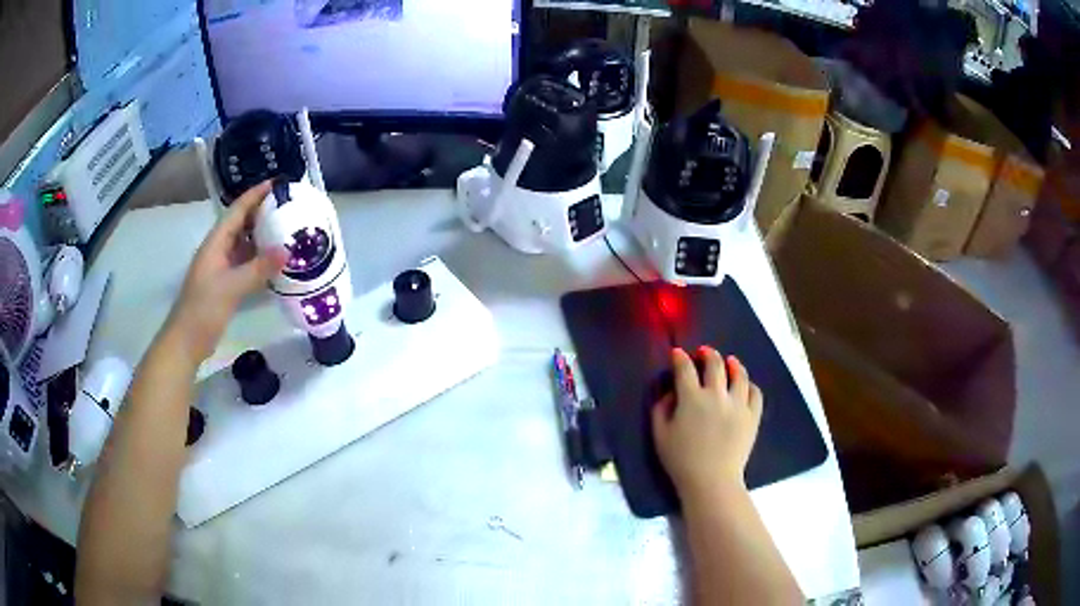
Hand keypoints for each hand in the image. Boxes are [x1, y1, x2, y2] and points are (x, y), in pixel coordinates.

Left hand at [166, 182, 287, 362]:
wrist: (186, 342)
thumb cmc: (203, 310)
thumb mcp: (231, 287)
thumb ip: (259, 269)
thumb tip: (288, 250)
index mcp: (215, 243)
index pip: (237, 211)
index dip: (255, 195)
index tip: (277, 184)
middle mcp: (218, 250)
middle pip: (242, 224)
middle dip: (262, 213)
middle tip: (289, 207)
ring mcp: (221, 268)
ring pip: (244, 244)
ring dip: (263, 236)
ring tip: (288, 230)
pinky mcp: (226, 284)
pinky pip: (246, 263)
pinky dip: (260, 259)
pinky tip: (275, 262)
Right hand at [651, 346, 763, 501]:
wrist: (712, 481)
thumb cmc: (681, 460)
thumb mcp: (660, 435)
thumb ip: (661, 408)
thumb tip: (671, 392)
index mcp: (691, 398)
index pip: (685, 368)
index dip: (680, 358)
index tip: (677, 353)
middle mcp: (717, 395)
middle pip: (715, 364)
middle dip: (708, 354)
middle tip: (704, 352)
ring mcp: (738, 404)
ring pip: (739, 375)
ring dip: (733, 364)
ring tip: (730, 362)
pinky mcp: (752, 416)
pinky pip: (755, 393)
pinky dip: (749, 385)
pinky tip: (745, 386)